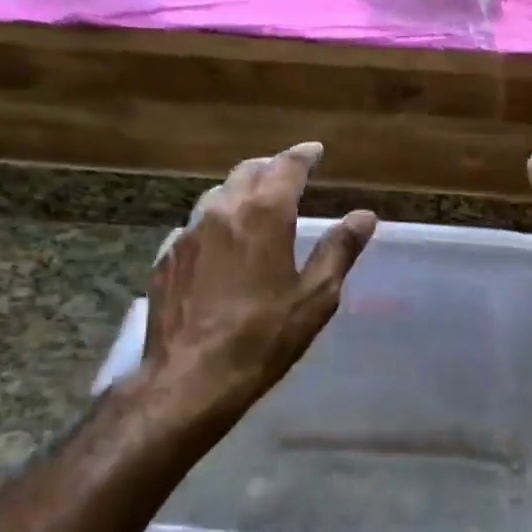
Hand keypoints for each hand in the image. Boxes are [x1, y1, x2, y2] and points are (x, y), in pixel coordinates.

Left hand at [132, 142, 376, 437]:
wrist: (188, 379)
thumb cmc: (262, 337)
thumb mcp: (315, 297)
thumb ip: (339, 250)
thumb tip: (364, 216)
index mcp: (264, 215)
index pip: (286, 166)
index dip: (304, 156)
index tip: (316, 151)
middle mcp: (223, 211)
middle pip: (248, 171)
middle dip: (272, 167)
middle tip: (290, 173)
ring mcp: (189, 233)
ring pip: (218, 193)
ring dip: (242, 189)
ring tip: (257, 201)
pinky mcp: (167, 257)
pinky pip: (197, 223)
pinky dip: (217, 219)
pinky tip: (222, 240)